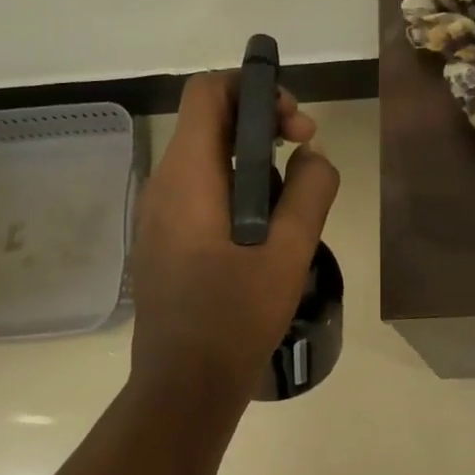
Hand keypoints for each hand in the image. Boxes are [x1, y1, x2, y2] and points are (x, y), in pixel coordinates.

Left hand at [128, 72, 339, 402]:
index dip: (253, 87)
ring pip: (210, 157)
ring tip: (296, 196)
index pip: (208, 93)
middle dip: (264, 123)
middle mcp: (165, 185)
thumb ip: (311, 191)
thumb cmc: (235, 318)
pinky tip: (270, 227)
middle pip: (211, 121)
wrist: (184, 387)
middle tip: (308, 149)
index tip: (295, 122)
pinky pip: (204, 190)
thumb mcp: (289, 252)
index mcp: (187, 177)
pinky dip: (240, 187)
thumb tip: (313, 155)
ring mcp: (161, 214)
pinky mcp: (166, 239)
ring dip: (257, 159)